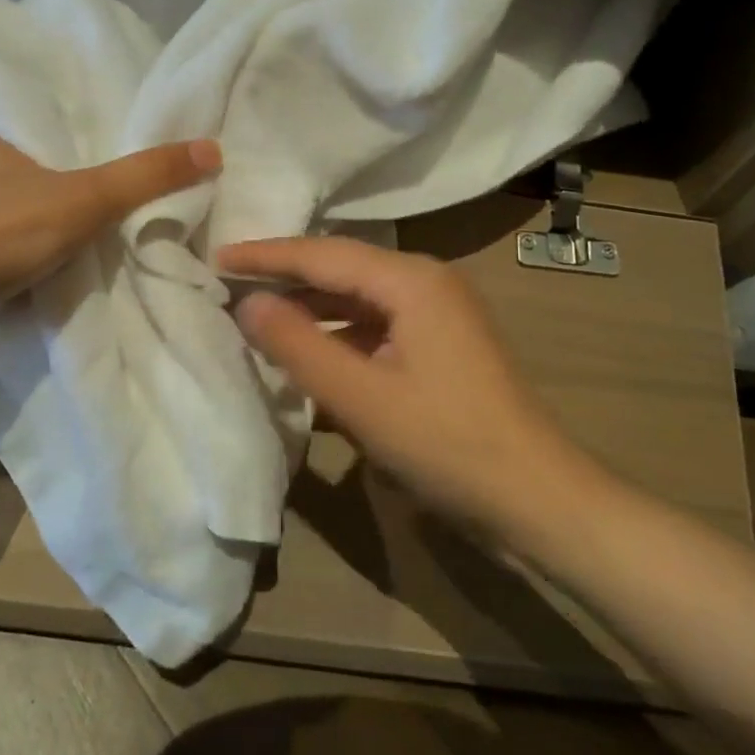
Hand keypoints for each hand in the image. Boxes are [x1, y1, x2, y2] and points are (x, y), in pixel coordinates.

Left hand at [0, 129, 220, 337]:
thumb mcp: (93, 197)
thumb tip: (212, 148)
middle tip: (63, 198)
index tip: (59, 152)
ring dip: (6, 225)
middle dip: (24, 185)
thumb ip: (148, 176)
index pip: (9, 126)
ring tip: (42, 239)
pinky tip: (12, 275)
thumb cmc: (14, 228)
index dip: (33, 137)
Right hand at [219, 236, 603, 556]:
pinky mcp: (438, 342)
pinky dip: (336, 332)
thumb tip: (247, 303)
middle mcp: (425, 281)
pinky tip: (307, 349)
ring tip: (256, 309)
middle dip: (284, 273)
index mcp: (411, 280)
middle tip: (228, 278)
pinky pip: (374, 323)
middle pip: (340, 267)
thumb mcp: (361, 398)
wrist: (539, 500)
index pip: (322, 254)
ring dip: (309, 304)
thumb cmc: (448, 444)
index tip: (215, 256)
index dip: (266, 255)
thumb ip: (298, 345)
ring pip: (356, 296)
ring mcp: (436, 311)